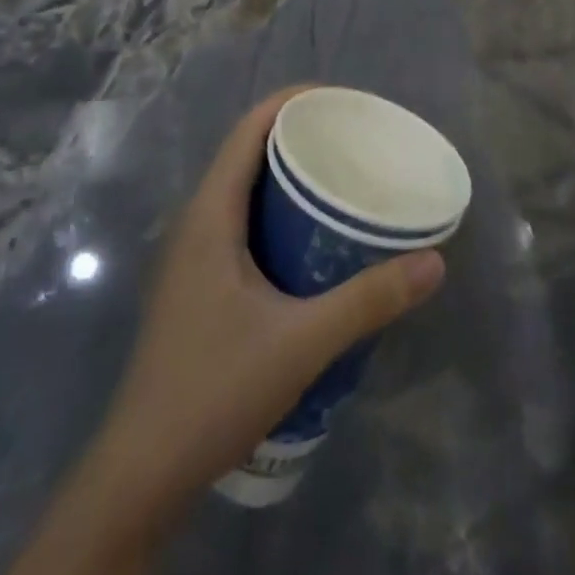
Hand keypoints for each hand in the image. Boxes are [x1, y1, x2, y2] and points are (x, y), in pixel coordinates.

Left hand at [8, 87, 446, 574]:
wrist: (141, 473)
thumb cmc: (213, 391)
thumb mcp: (301, 343)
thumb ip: (368, 300)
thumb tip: (433, 262)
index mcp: (211, 213)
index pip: (250, 127)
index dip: (295, 101)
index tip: (346, 102)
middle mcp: (197, 220)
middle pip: (249, 150)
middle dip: (302, 134)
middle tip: (358, 139)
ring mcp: (194, 253)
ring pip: (245, 187)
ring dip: (290, 173)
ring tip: (343, 177)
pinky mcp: (199, 282)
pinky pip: (243, 219)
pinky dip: (279, 208)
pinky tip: (313, 237)